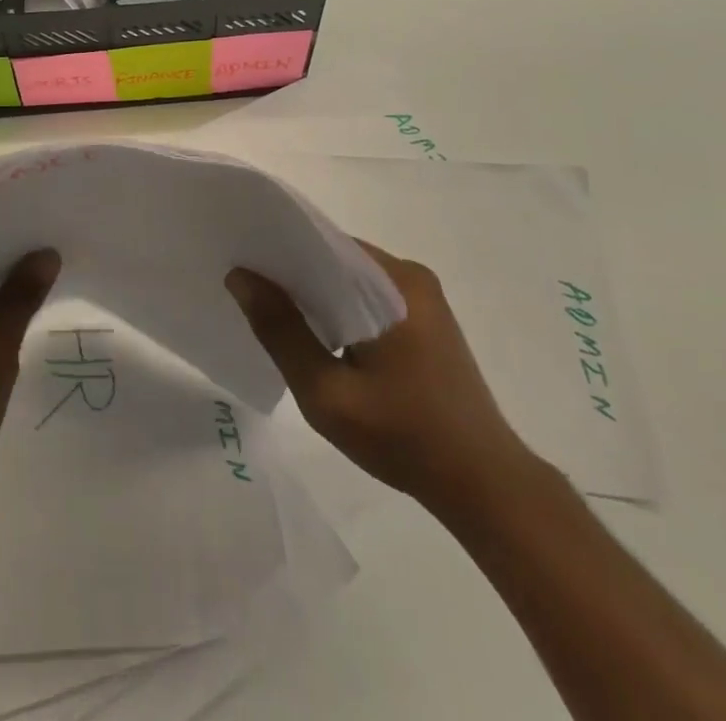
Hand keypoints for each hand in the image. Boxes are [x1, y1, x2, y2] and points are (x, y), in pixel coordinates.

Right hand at [226, 241, 542, 522]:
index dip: (277, 247)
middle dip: (293, 270)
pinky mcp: (427, 318)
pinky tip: (318, 332)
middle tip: (247, 288)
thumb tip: (240, 277)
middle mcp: (409, 275)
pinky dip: (340, 305)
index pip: (321, 242)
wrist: (486, 485)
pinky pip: (369, 294)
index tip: (240, 258)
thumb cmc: (404, 438)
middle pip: (335, 256)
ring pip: (351, 276)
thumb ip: (281, 331)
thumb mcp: (327, 393)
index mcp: (392, 282)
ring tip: (273, 309)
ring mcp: (422, 296)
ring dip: (316, 290)